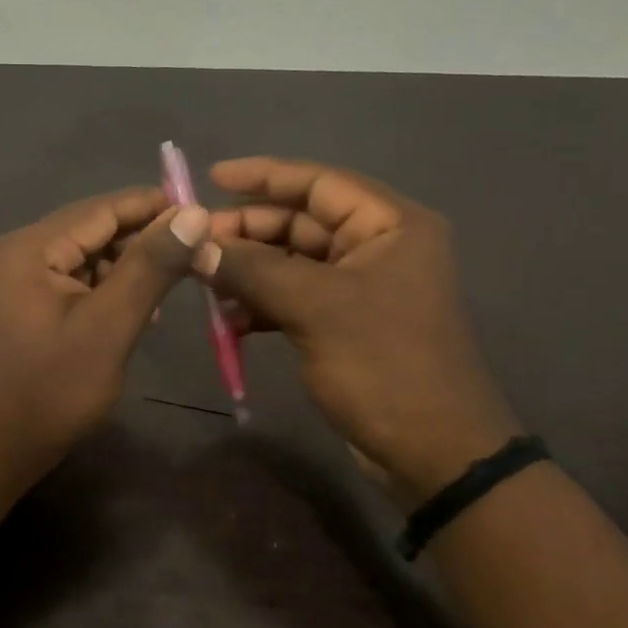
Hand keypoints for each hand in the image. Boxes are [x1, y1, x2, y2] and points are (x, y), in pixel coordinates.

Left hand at [0, 187, 210, 488]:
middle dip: (144, 240)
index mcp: (30, 248)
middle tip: (198, 255)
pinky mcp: (22, 305)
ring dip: (128, 268)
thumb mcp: (108, 327)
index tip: (205, 212)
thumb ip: (149, 267)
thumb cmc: (51, 391)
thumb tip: (192, 213)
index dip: (155, 207)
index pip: (102, 209)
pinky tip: (136, 310)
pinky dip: (106, 290)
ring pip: (86, 257)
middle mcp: (18, 252)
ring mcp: (16, 279)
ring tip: (172, 289)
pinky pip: (72, 282)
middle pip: (93, 230)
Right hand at [201, 158, 520, 499]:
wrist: (432, 451)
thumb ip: (252, 269)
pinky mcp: (345, 323)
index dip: (264, 176)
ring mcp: (361, 288)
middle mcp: (378, 247)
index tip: (211, 177)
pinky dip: (262, 304)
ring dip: (249, 271)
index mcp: (390, 225)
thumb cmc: (383, 365)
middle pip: (301, 222)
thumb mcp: (315, 308)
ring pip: (292, 263)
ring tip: (204, 283)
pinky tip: (229, 320)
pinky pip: (294, 297)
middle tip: (195, 245)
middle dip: (247, 232)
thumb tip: (195, 247)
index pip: (319, 183)